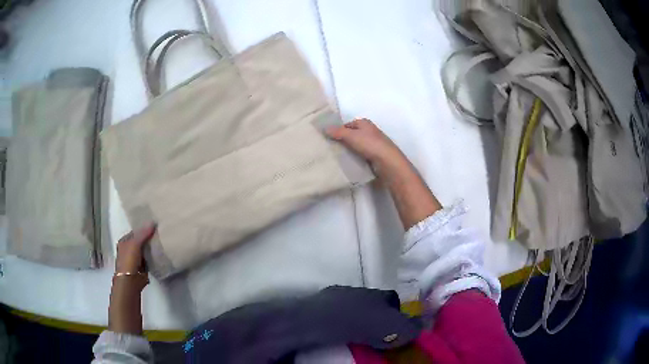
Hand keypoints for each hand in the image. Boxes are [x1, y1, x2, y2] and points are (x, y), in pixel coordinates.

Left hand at [108, 223, 155, 334]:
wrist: (129, 284)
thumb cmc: (128, 261)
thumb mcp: (134, 244)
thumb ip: (143, 234)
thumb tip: (153, 222)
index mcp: (124, 241)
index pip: (136, 231)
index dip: (144, 228)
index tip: (156, 226)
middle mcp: (128, 250)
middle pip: (140, 241)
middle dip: (149, 239)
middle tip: (161, 234)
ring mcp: (134, 261)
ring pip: (145, 251)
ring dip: (151, 249)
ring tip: (162, 244)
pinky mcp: (141, 271)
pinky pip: (149, 261)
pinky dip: (153, 259)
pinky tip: (160, 257)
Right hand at [326, 118, 401, 164]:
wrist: (387, 161)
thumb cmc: (370, 144)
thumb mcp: (351, 136)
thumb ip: (338, 132)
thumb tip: (325, 128)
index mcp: (365, 123)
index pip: (348, 124)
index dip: (339, 130)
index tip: (329, 138)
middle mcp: (370, 131)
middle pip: (352, 134)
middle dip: (343, 140)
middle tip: (331, 148)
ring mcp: (373, 143)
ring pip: (357, 145)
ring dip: (349, 150)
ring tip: (338, 156)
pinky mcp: (375, 155)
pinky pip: (361, 154)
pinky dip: (356, 157)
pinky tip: (349, 162)